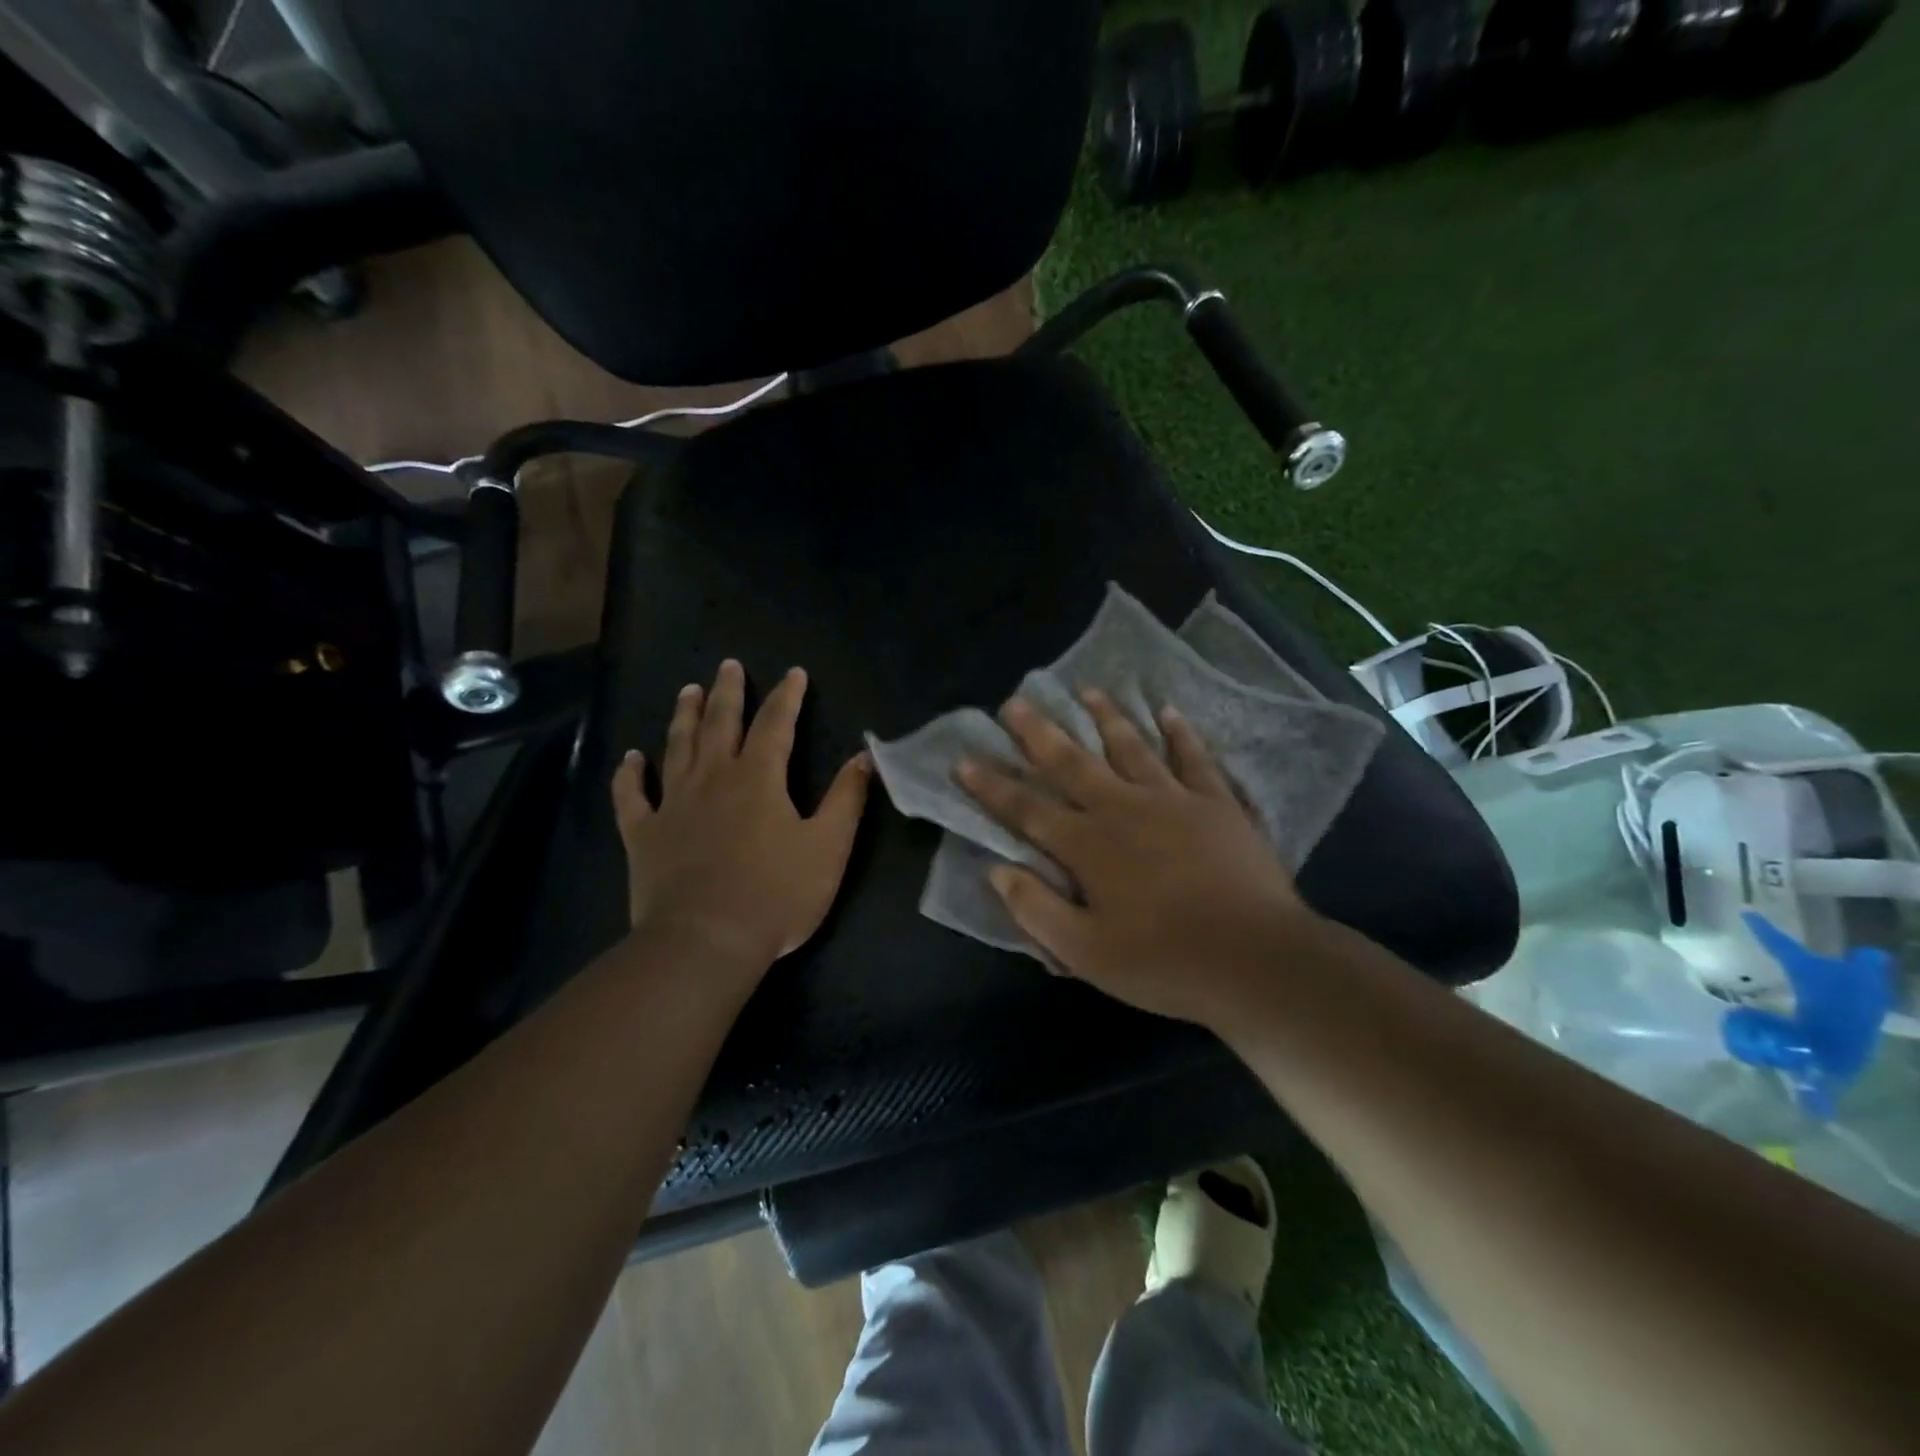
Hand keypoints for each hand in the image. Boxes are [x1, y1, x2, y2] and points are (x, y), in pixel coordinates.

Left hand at [611, 660, 871, 976]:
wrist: (706, 941)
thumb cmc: (776, 894)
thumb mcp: (829, 847)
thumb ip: (847, 799)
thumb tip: (864, 757)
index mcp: (759, 778)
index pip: (775, 724)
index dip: (786, 696)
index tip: (793, 673)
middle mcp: (713, 778)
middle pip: (720, 724)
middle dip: (728, 692)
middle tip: (727, 665)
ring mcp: (673, 804)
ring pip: (677, 747)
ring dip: (683, 716)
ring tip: (687, 690)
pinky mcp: (644, 834)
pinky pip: (632, 797)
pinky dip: (630, 775)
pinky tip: (631, 758)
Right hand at [956, 692, 1317, 1025]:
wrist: (1256, 960)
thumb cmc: (1164, 962)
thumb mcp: (1085, 953)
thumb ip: (1036, 909)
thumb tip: (997, 871)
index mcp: (1087, 847)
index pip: (1027, 809)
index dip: (992, 786)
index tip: (964, 759)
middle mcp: (1123, 810)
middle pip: (1072, 763)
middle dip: (1038, 733)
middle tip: (1015, 702)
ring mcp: (1173, 800)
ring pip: (1130, 747)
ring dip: (1105, 717)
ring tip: (1086, 690)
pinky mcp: (1217, 803)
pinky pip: (1194, 758)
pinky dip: (1180, 733)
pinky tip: (1168, 711)